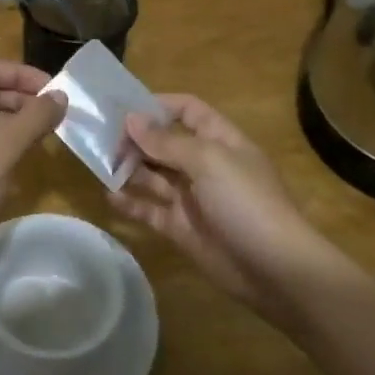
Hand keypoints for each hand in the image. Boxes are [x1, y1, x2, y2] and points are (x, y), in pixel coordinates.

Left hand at [0, 61, 67, 293]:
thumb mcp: (1, 150)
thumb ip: (33, 119)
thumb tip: (61, 96)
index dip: (21, 74)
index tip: (54, 89)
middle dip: (21, 99)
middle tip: (55, 115)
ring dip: (14, 122)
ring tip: (44, 136)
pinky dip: (3, 144)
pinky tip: (22, 159)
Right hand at [109, 94, 337, 327]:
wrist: (276, 269)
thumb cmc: (246, 202)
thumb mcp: (208, 161)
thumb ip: (166, 141)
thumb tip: (131, 119)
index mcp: (220, 140)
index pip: (188, 110)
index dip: (159, 105)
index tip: (123, 107)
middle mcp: (204, 165)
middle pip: (165, 142)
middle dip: (135, 138)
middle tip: (99, 137)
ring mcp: (192, 198)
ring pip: (153, 175)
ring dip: (128, 167)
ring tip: (99, 163)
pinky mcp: (181, 228)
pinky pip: (150, 209)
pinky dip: (130, 202)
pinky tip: (109, 196)